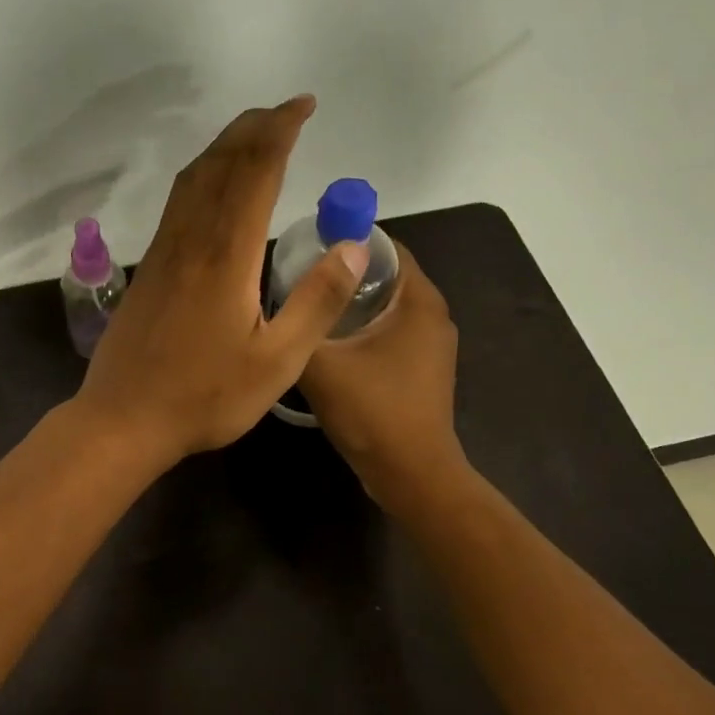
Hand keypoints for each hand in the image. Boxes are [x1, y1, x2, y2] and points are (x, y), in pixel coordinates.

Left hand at [74, 96, 367, 466]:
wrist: (124, 419)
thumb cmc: (205, 397)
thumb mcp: (276, 362)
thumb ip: (316, 303)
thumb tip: (352, 246)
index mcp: (226, 256)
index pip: (255, 173)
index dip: (280, 132)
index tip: (303, 107)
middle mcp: (191, 241)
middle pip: (221, 165)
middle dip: (254, 128)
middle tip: (285, 111)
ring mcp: (163, 253)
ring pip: (193, 180)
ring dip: (225, 147)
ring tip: (253, 134)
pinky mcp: (149, 270)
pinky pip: (177, 204)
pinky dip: (202, 176)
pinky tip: (212, 188)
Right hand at [299, 244, 466, 508]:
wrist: (410, 473)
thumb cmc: (371, 410)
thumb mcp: (321, 363)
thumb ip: (300, 322)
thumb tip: (281, 292)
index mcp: (418, 301)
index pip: (386, 247)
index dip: (347, 241)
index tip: (307, 246)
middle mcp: (433, 315)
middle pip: (385, 275)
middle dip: (344, 272)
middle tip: (299, 276)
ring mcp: (431, 345)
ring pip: (386, 307)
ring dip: (351, 303)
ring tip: (307, 307)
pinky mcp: (423, 369)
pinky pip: (390, 332)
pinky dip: (362, 328)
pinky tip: (329, 343)